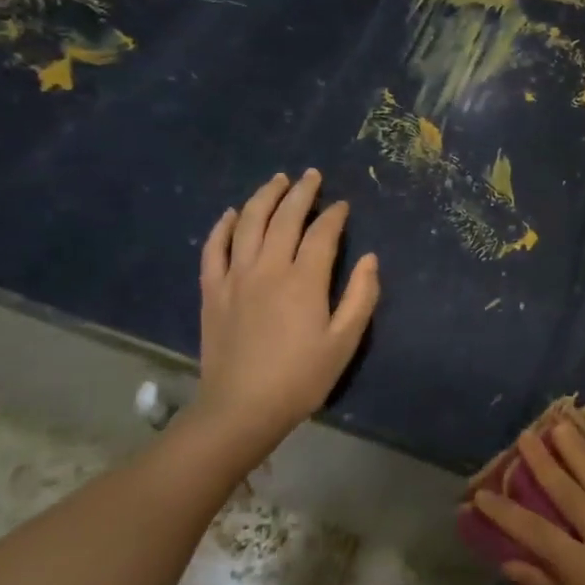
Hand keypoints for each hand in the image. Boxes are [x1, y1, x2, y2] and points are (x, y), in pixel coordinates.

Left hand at [192, 170, 379, 439]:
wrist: (241, 408)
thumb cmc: (301, 378)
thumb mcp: (344, 342)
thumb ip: (360, 297)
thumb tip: (371, 259)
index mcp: (304, 280)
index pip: (322, 233)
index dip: (334, 215)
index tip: (342, 205)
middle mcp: (268, 268)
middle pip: (285, 218)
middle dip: (301, 192)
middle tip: (312, 175)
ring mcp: (236, 277)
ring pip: (249, 223)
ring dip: (264, 197)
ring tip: (277, 180)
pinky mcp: (213, 291)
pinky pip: (214, 248)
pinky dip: (223, 226)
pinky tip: (232, 213)